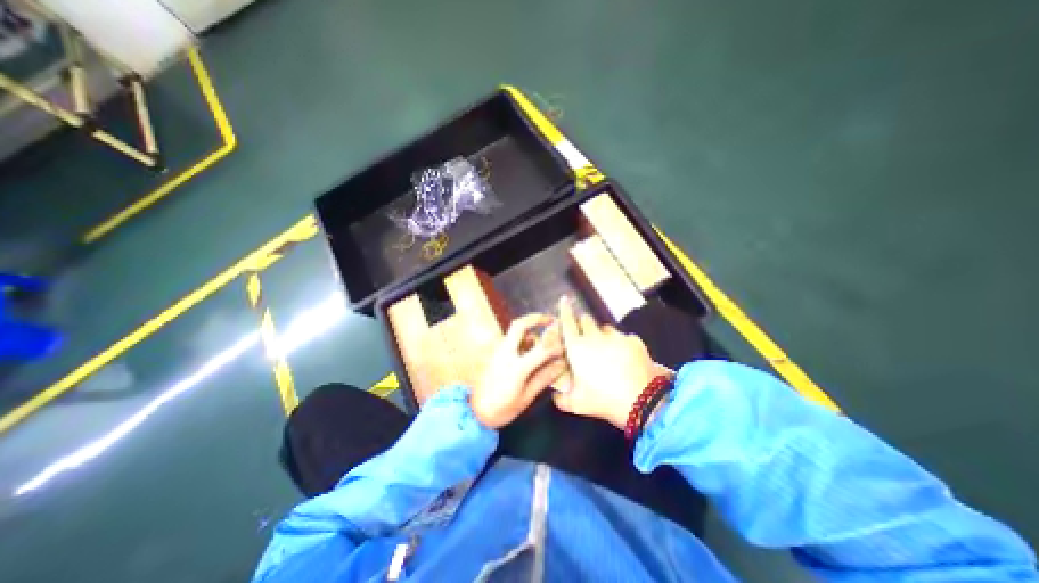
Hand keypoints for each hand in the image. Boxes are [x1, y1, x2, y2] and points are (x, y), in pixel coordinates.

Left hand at [475, 315, 567, 426]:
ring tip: (543, 342)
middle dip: (535, 318)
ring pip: (514, 332)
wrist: (475, 412)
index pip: (541, 349)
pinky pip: (510, 339)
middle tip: (550, 319)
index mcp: (516, 367)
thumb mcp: (526, 397)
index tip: (565, 345)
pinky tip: (530, 351)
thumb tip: (561, 365)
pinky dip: (522, 339)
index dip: (556, 345)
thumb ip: (544, 378)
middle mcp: (505, 353)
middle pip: (519, 326)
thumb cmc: (502, 409)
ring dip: (530, 331)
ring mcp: (498, 351)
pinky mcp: (494, 353)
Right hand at [552, 298, 654, 425]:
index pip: (567, 322)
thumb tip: (555, 395)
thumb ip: (561, 399)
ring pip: (605, 327)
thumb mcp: (576, 405)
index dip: (564, 310)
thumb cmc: (603, 400)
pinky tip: (625, 357)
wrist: (642, 401)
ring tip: (606, 350)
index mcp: (577, 347)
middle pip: (586, 319)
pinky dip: (622, 344)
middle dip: (583, 324)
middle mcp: (594, 337)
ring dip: (602, 334)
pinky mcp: (634, 341)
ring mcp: (616, 337)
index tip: (564, 300)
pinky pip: (624, 337)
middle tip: (584, 337)